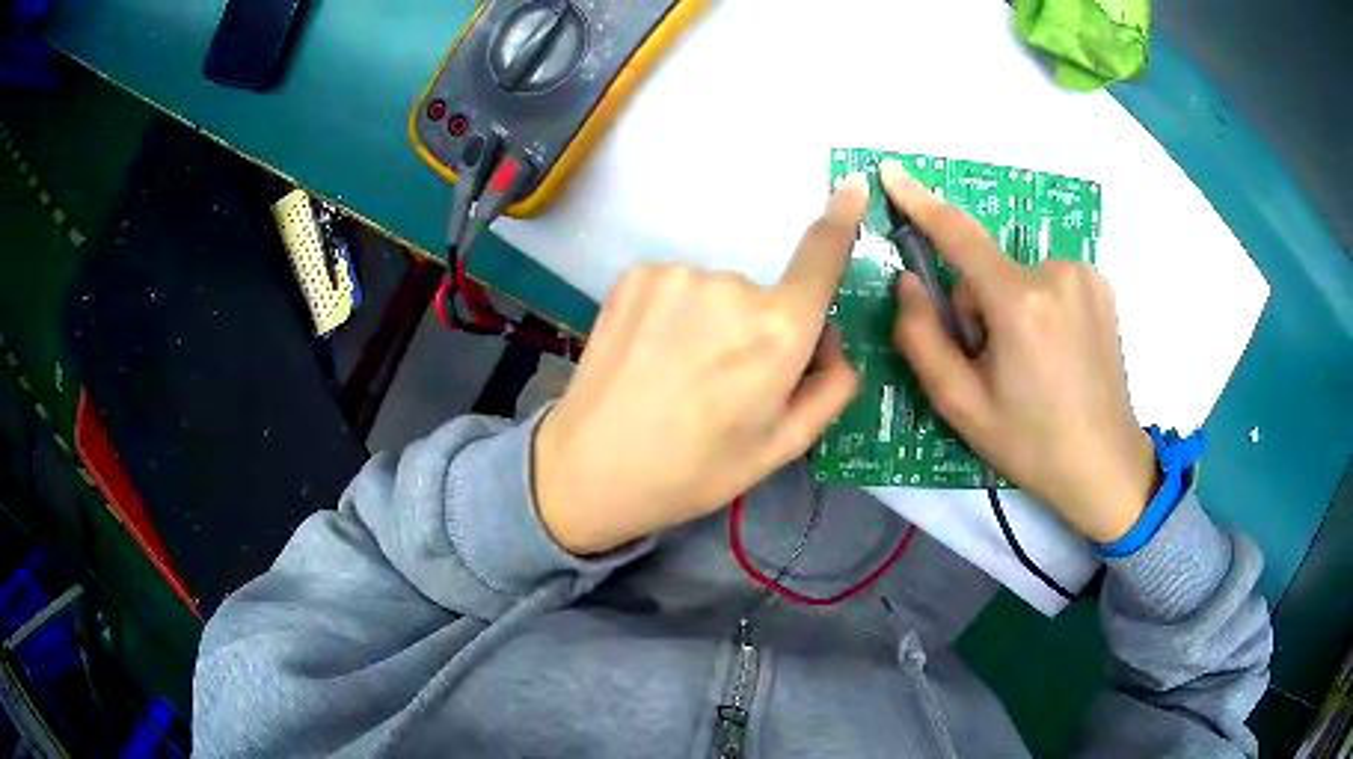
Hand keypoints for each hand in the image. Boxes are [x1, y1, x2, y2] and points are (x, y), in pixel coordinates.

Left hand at [532, 176, 868, 554]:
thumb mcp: (782, 448)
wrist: (589, 468)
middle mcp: (731, 288)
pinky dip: (676, 314)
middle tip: (722, 384)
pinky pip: (679, 287)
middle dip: (759, 331)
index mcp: (777, 334)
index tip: (853, 184)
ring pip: (718, 293)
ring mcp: (677, 275)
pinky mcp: (636, 274)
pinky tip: (651, 353)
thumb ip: (831, 387)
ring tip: (678, 374)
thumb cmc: (695, 470)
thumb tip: (833, 337)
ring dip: (712, 322)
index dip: (842, 219)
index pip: (821, 257)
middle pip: (765, 297)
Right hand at [881, 160, 1155, 542]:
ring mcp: (1085, 275)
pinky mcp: (1101, 284)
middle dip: (978, 308)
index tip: (891, 171)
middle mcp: (1056, 273)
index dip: (921, 202)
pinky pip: (1047, 280)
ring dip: (1010, 308)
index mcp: (1020, 303)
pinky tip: (1056, 351)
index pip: (959, 236)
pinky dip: (1039, 306)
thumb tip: (909, 283)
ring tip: (1031, 364)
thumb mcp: (962, 405)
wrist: (1105, 464)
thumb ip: (922, 339)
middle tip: (996, 365)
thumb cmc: (1031, 443)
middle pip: (987, 270)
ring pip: (1017, 276)